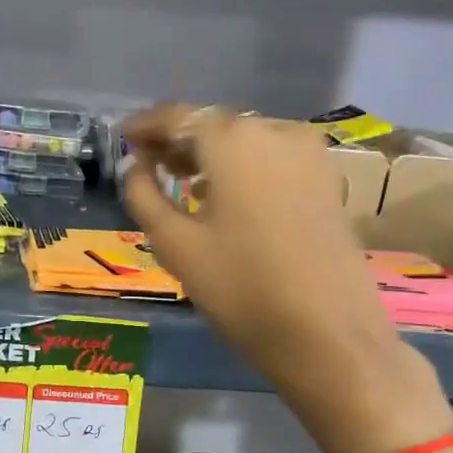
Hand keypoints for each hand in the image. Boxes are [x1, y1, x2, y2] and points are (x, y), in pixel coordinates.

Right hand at [120, 105, 452, 452]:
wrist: (329, 336)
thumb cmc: (242, 289)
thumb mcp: (176, 245)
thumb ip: (144, 196)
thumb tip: (136, 167)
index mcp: (233, 141)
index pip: (177, 116)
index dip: (145, 126)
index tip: (122, 138)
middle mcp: (275, 132)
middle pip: (213, 124)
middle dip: (178, 139)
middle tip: (148, 164)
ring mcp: (308, 155)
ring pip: (245, 140)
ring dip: (210, 154)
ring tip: (182, 182)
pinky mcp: (326, 180)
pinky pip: (271, 158)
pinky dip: (241, 166)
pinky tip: (224, 196)